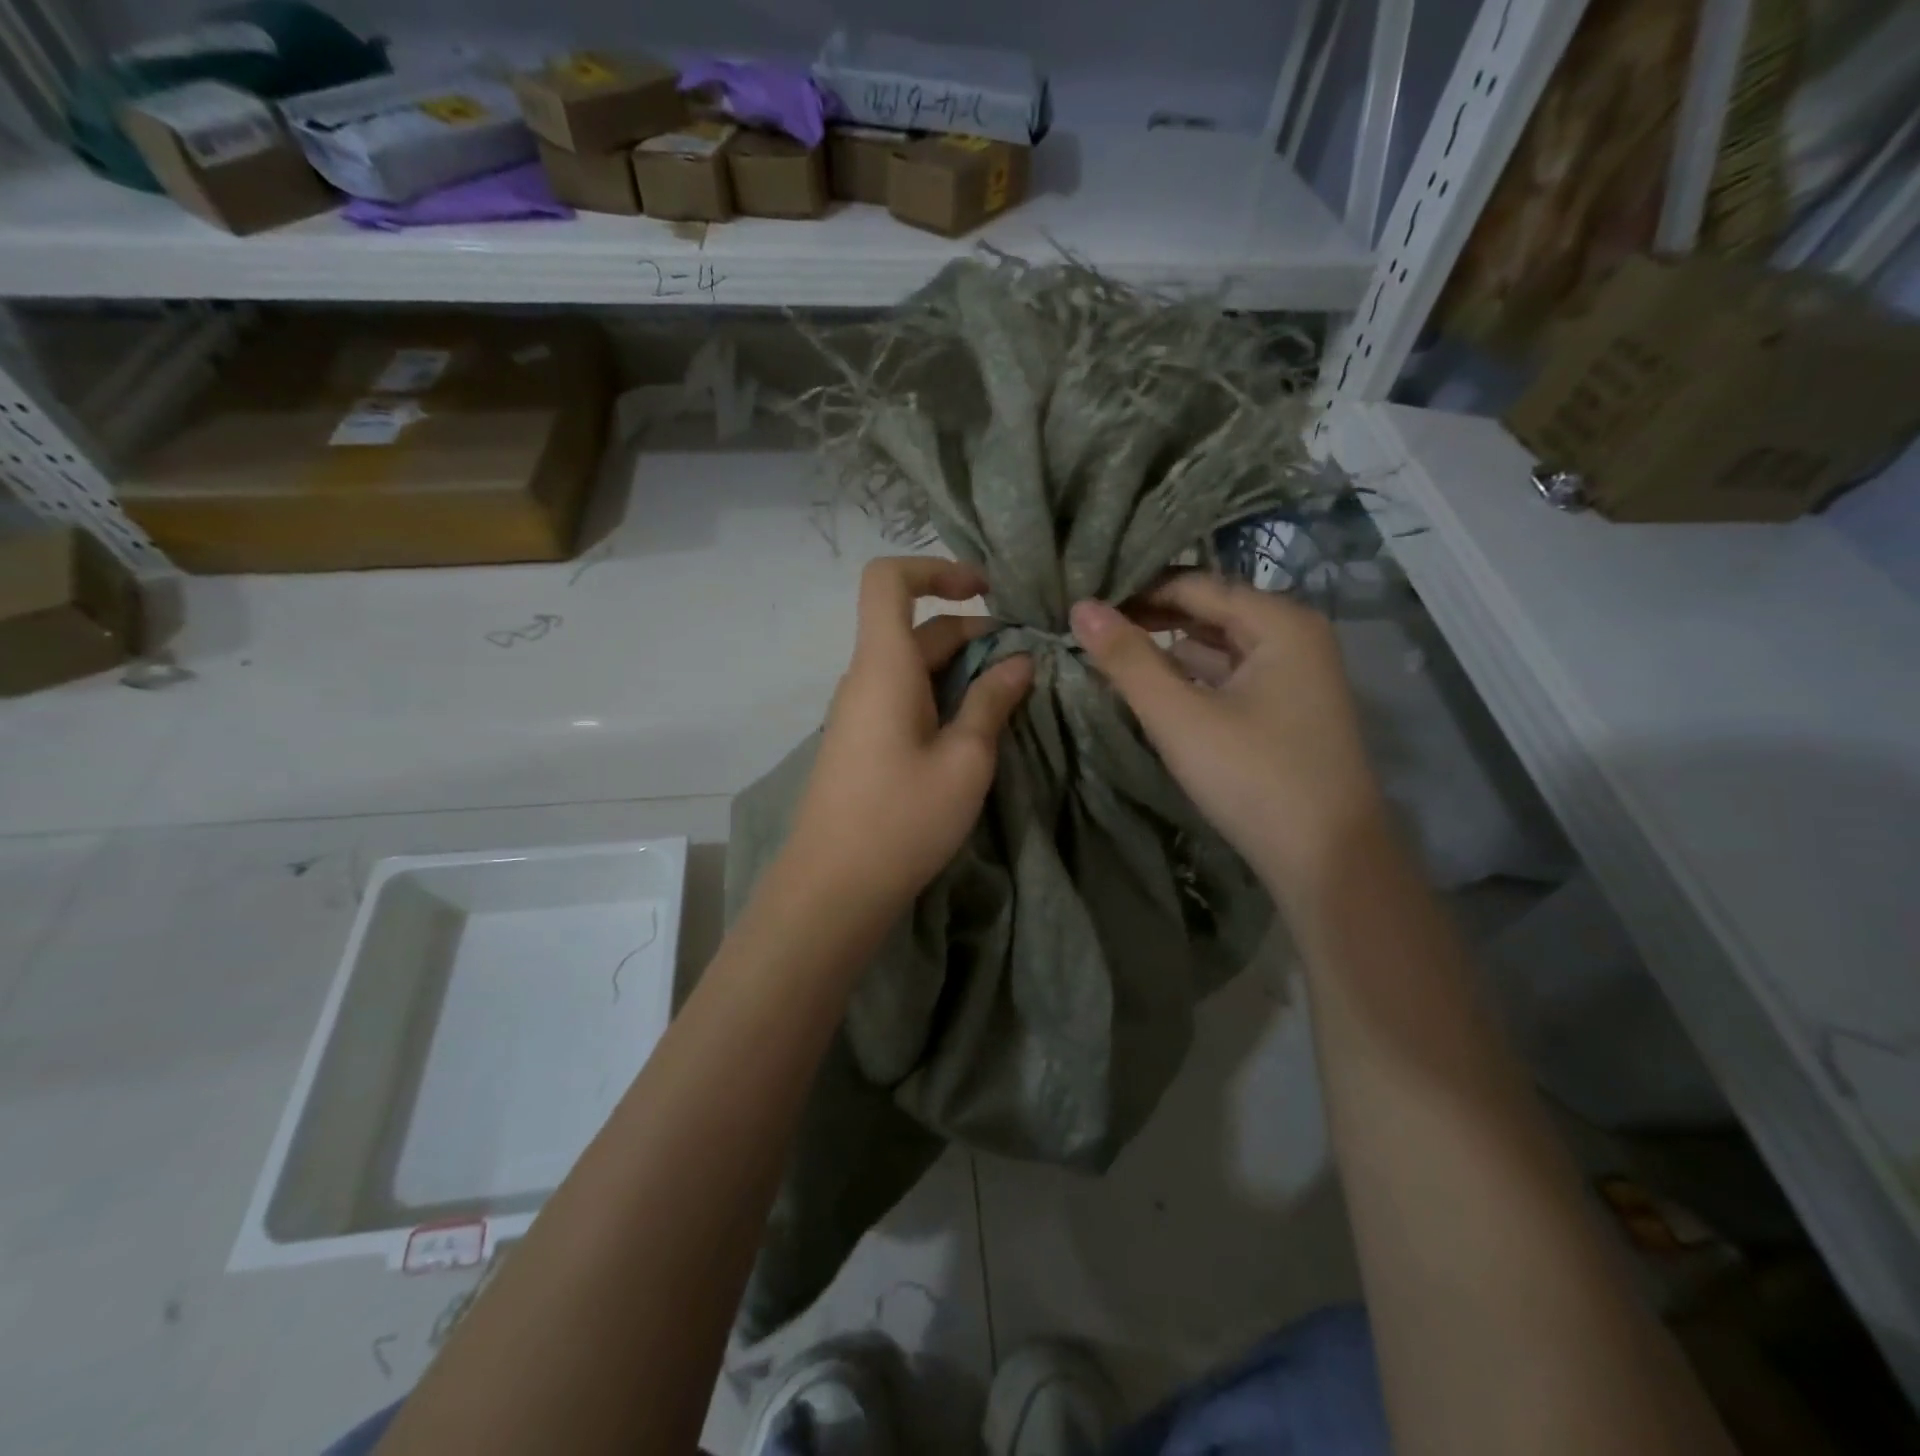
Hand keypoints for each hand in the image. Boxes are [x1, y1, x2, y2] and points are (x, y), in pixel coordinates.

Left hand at [787, 557, 1033, 915]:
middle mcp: (866, 677)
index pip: (888, 578)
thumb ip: (992, 702)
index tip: (986, 590)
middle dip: (974, 633)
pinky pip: (905, 697)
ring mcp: (860, 711)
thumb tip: (1019, 662)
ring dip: (963, 669)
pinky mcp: (863, 741)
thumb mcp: (964, 761)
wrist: (832, 889)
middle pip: (916, 627)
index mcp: (884, 666)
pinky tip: (976, 731)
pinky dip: (943, 696)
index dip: (936, 568)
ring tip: (1014, 698)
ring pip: (914, 666)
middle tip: (1029, 664)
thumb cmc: (901, 820)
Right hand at [1069, 573, 1383, 900]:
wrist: (1327, 861)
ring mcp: (1294, 676)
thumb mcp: (1179, 716)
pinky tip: (1151, 687)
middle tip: (1088, 628)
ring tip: (1108, 652)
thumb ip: (1128, 659)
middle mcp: (1294, 636)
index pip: (1194, 585)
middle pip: (1209, 612)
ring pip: (1218, 647)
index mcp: (1279, 622)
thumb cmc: (1253, 777)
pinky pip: (1229, 677)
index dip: (1136, 591)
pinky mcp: (1286, 711)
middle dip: (1150, 618)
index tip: (1084, 603)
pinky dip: (1190, 677)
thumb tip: (1080, 607)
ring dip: (1167, 650)